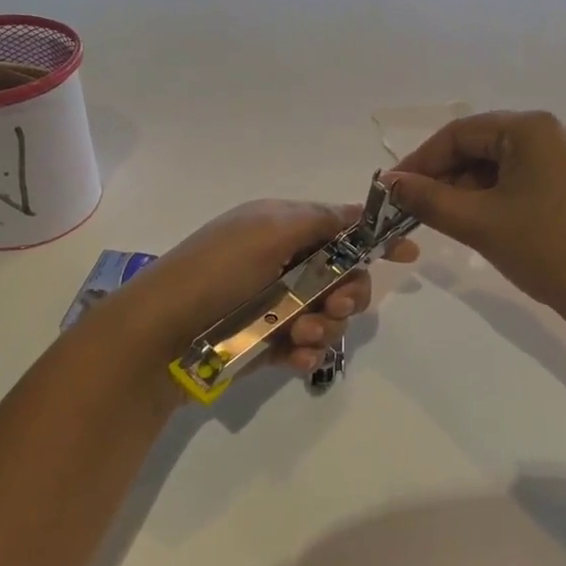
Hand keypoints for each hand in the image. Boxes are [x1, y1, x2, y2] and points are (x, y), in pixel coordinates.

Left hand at [95, 200, 417, 393]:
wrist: (158, 336)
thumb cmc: (215, 272)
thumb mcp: (268, 230)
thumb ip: (321, 221)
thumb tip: (363, 209)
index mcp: (281, 227)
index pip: (340, 227)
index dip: (374, 239)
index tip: (407, 255)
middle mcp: (283, 263)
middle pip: (344, 275)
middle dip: (349, 291)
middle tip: (334, 303)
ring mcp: (277, 305)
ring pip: (330, 313)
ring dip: (327, 323)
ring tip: (302, 333)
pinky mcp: (269, 342)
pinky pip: (308, 344)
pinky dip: (308, 349)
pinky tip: (295, 356)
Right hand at [386, 110, 565, 322]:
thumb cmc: (545, 249)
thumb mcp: (479, 222)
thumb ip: (428, 198)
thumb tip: (390, 184)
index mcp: (533, 127)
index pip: (461, 132)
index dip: (421, 160)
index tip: (393, 189)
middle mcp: (557, 131)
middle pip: (484, 144)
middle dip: (446, 175)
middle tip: (416, 208)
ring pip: (505, 163)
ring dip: (470, 187)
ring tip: (447, 219)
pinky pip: (528, 178)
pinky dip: (499, 196)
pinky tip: (484, 222)